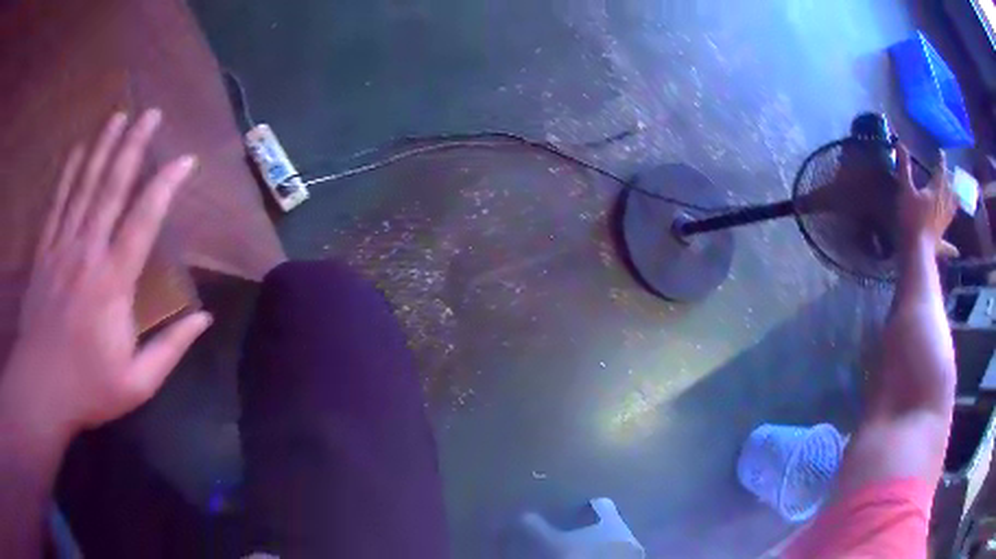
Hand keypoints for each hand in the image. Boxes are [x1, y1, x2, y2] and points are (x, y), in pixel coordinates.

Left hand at [0, 110, 211, 443]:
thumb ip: (170, 348)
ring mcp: (62, 247)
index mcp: (113, 282)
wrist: (41, 388)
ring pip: (83, 186)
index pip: (144, 220)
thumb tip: (204, 319)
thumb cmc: (89, 388)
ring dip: (102, 148)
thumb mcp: (138, 383)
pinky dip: (66, 174)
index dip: (166, 185)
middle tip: (149, 113)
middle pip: (111, 188)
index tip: (185, 160)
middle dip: (133, 146)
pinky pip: (56, 204)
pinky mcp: (44, 252)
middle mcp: (88, 251)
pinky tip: (76, 150)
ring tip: (118, 116)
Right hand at [896, 144, 958, 257]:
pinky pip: (948, 245)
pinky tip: (957, 252)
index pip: (941, 172)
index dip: (941, 162)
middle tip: (953, 177)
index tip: (941, 153)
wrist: (916, 250)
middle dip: (952, 184)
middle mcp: (944, 206)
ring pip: (952, 212)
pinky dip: (952, 248)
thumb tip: (900, 143)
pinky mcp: (940, 241)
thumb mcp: (905, 189)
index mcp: (937, 191)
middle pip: (950, 192)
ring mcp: (943, 224)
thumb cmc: (911, 217)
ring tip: (958, 202)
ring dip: (955, 206)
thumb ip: (904, 167)